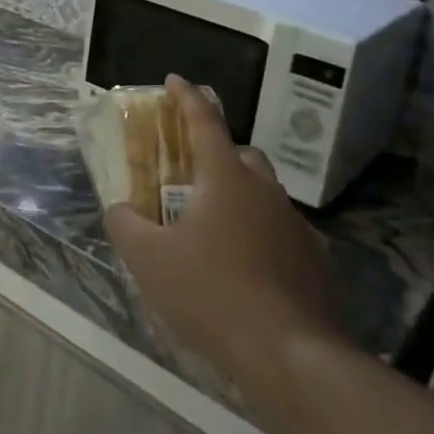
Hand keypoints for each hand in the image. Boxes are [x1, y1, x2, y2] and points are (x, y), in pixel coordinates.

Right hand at [104, 76, 345, 402]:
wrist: (291, 354)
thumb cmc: (212, 294)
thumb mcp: (149, 260)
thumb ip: (125, 226)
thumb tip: (119, 209)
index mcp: (225, 178)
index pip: (204, 121)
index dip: (186, 97)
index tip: (175, 78)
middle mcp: (265, 190)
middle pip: (240, 155)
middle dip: (215, 154)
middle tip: (189, 177)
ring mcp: (294, 224)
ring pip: (262, 194)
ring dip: (238, 198)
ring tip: (213, 230)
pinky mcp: (314, 259)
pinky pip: (279, 231)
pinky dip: (258, 235)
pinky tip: (243, 269)